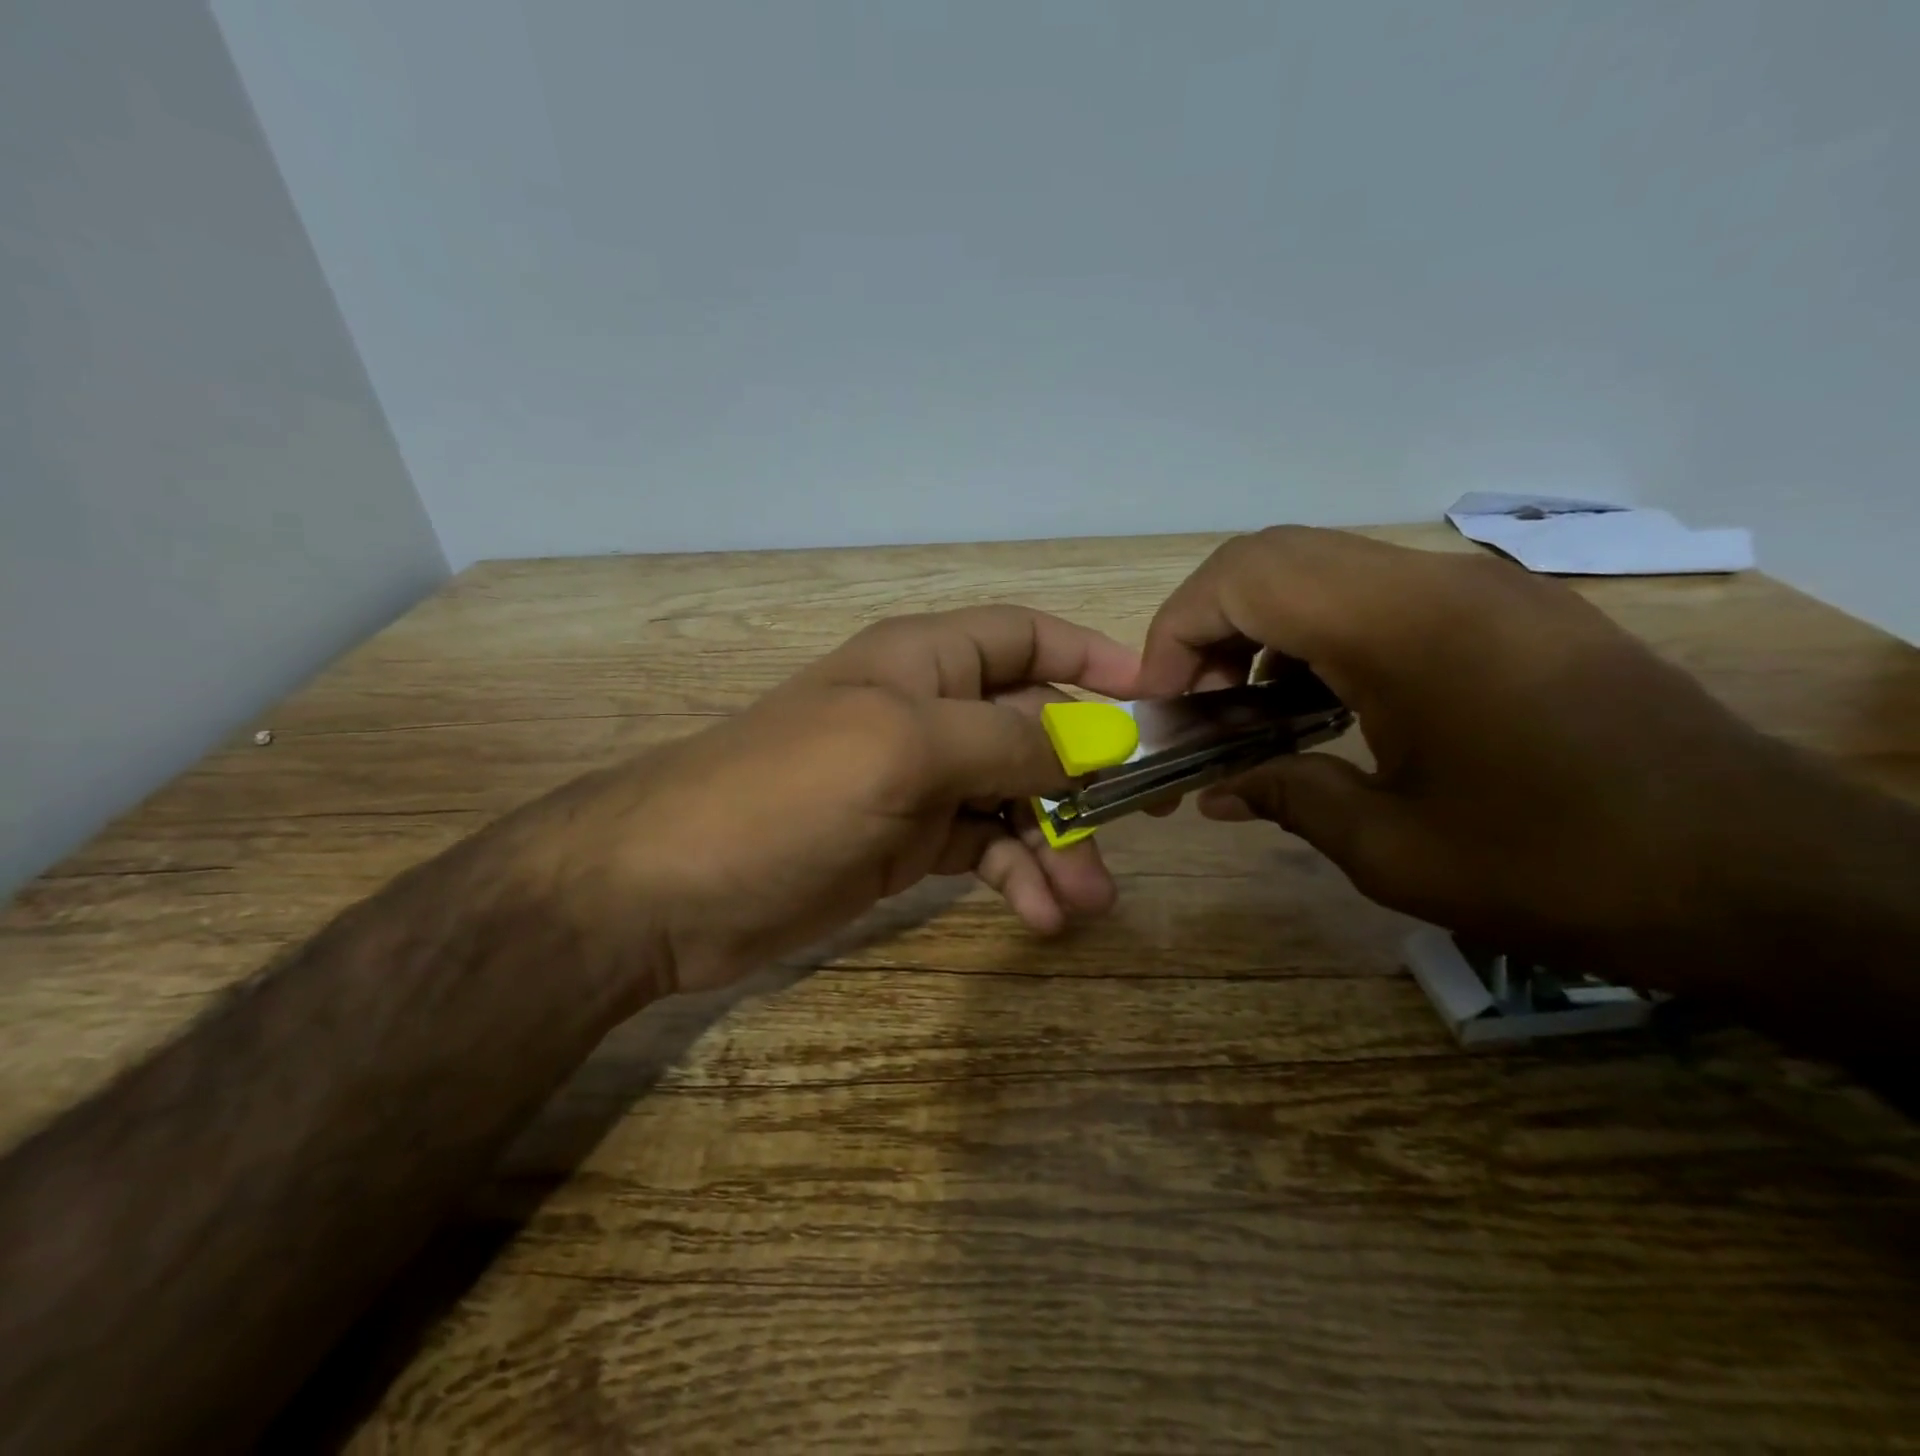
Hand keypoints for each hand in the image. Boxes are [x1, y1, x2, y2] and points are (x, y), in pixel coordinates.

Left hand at [555, 607, 1140, 993]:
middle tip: (1131, 834)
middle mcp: (927, 713)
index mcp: (924, 662)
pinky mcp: (906, 843)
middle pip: (1033, 728)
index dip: (1090, 658)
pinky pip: (984, 848)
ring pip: (1015, 798)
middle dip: (1084, 779)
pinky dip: (1016, 876)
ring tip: (1086, 902)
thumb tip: (1090, 746)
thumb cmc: (786, 792)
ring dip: (1057, 843)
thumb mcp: (903, 748)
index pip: (1024, 637)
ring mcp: (917, 782)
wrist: (670, 887)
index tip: (1154, 701)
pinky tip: (1039, 915)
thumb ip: (1004, 739)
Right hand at [1138, 527, 1824, 987]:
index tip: (1160, 705)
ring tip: (1249, 713)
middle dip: (1207, 628)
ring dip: (1262, 631)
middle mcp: (1433, 582)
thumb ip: (1283, 796)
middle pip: (1272, 557)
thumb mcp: (1392, 848)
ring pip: (1321, 570)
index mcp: (1399, 628)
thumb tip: (1212, 790)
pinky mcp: (1503, 611)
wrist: (1762, 873)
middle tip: (1196, 708)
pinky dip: (1318, 637)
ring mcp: (1475, 588)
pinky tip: (1323, 707)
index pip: (1242, 578)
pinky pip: (1376, 594)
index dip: (1175, 633)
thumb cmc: (1559, 865)